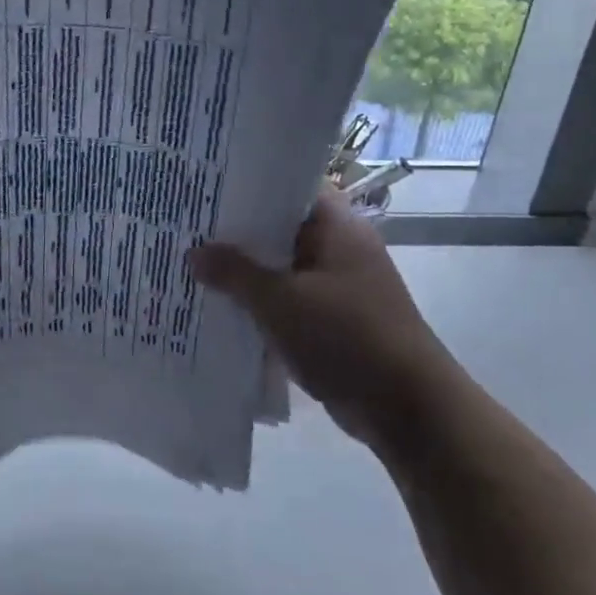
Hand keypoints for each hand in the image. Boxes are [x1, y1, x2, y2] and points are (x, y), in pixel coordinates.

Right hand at [189, 183, 463, 448]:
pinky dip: (260, 302)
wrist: (408, 410)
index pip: (288, 187)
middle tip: (187, 225)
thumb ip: (235, 273)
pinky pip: (287, 299)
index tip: (207, 186)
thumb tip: (194, 252)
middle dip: (237, 232)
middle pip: (280, 228)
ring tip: (193, 263)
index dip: (248, 184)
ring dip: (245, 271)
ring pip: (281, 267)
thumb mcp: (280, 302)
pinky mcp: (333, 319)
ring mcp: (337, 285)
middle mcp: (339, 248)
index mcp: (336, 227)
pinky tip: (220, 305)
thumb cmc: (346, 338)